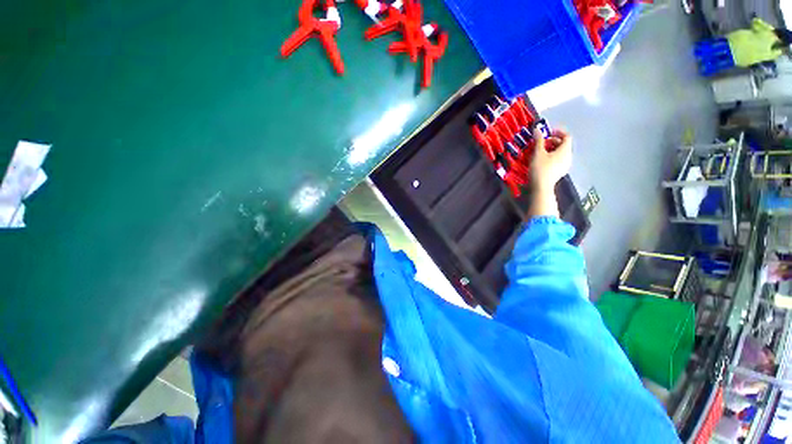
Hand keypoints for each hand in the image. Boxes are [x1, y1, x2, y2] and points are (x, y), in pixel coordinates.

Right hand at [530, 128, 571, 191]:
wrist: (541, 187)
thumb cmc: (540, 168)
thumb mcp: (538, 153)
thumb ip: (538, 140)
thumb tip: (537, 129)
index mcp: (565, 150)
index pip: (567, 136)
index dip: (558, 132)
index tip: (547, 133)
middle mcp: (568, 156)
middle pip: (563, 144)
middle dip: (552, 141)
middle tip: (541, 143)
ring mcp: (565, 165)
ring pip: (560, 153)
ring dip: (551, 149)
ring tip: (540, 152)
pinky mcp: (560, 172)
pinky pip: (558, 160)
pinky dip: (551, 156)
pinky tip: (542, 161)